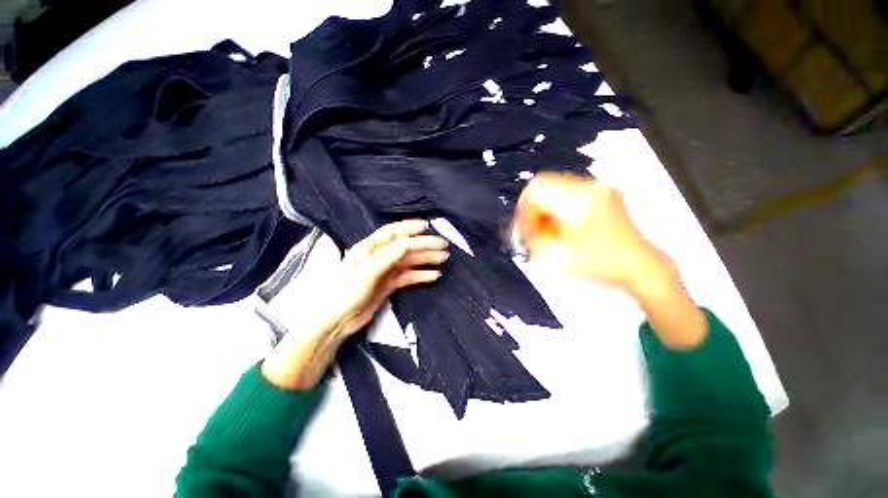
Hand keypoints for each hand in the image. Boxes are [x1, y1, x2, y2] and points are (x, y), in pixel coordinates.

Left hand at [326, 219, 448, 336]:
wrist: (335, 323)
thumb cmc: (343, 295)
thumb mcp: (364, 274)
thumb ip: (385, 258)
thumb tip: (406, 244)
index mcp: (368, 249)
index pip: (393, 233)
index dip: (410, 228)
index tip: (427, 227)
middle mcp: (378, 257)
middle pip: (406, 247)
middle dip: (425, 245)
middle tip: (443, 246)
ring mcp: (385, 271)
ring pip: (410, 261)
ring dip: (426, 259)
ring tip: (443, 259)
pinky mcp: (388, 284)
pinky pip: (409, 276)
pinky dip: (421, 275)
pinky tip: (433, 275)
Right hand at [515, 172, 673, 293]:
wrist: (640, 267)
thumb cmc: (602, 264)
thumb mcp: (556, 255)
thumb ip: (531, 237)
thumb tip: (522, 226)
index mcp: (578, 200)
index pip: (535, 190)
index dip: (524, 210)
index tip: (526, 229)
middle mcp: (590, 187)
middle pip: (544, 186)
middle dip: (534, 210)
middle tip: (535, 231)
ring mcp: (599, 189)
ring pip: (555, 189)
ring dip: (546, 210)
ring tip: (551, 232)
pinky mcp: (604, 195)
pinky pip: (569, 194)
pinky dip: (560, 209)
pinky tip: (563, 228)